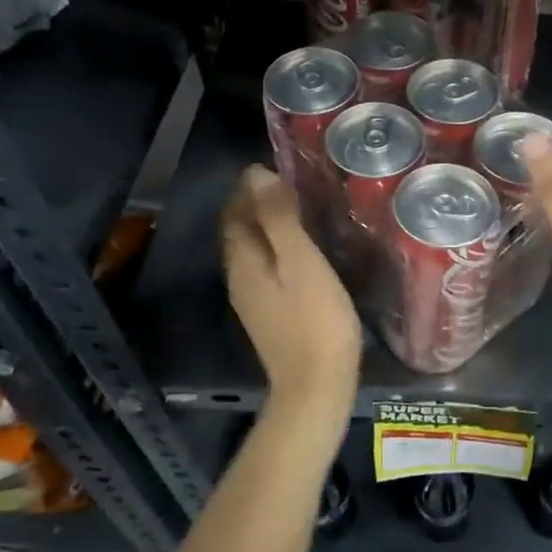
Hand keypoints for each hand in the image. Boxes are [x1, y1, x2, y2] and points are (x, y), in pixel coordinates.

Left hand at [221, 166, 361, 414]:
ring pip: (250, 249)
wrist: (315, 385)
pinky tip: (298, 249)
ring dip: (264, 225)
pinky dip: (273, 247)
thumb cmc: (315, 318)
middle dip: (254, 202)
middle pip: (238, 229)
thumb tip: (257, 175)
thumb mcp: (300, 260)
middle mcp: (239, 275)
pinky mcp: (268, 313)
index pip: (235, 210)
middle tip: (288, 182)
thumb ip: (278, 218)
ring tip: (295, 208)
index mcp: (244, 258)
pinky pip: (263, 267)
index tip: (276, 165)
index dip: (250, 185)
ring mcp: (251, 297)